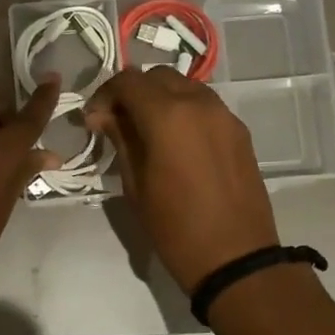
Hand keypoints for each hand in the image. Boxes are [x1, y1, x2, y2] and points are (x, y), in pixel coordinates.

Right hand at [84, 68, 279, 292]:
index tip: (94, 120)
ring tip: (147, 130)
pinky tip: (176, 142)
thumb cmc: (175, 227)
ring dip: (161, 98)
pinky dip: (184, 111)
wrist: (235, 257)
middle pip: (158, 76)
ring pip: (185, 86)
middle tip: (118, 122)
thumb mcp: (135, 184)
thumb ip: (120, 140)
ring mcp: (224, 115)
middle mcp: (199, 103)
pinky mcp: (239, 131)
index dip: (104, 95)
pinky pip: (205, 106)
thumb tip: (103, 115)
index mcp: (168, 115)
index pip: (127, 81)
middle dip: (133, 92)